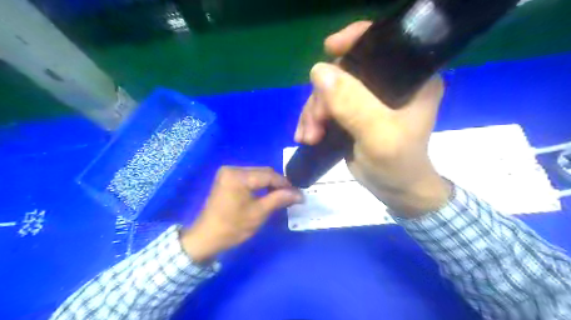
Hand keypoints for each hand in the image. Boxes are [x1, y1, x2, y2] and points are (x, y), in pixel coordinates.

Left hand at [182, 167, 302, 262]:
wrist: (206, 237)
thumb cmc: (232, 227)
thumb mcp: (258, 213)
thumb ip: (279, 199)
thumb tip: (299, 194)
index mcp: (238, 176)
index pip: (269, 175)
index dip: (285, 184)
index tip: (297, 194)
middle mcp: (232, 169)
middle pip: (263, 172)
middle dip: (277, 183)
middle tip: (290, 196)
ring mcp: (227, 172)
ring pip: (257, 174)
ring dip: (269, 183)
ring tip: (279, 196)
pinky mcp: (226, 178)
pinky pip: (248, 177)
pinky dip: (259, 184)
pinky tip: (265, 193)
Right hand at [295, 21, 450, 217]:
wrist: (395, 190)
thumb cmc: (397, 165)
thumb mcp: (378, 135)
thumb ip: (353, 104)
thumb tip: (318, 71)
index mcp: (410, 78)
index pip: (382, 43)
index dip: (354, 40)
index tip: (328, 49)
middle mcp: (388, 83)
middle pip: (345, 72)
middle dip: (322, 97)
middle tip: (314, 125)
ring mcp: (367, 99)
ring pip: (329, 91)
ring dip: (313, 113)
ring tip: (308, 137)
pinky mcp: (353, 113)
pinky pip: (325, 107)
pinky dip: (312, 120)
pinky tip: (306, 136)